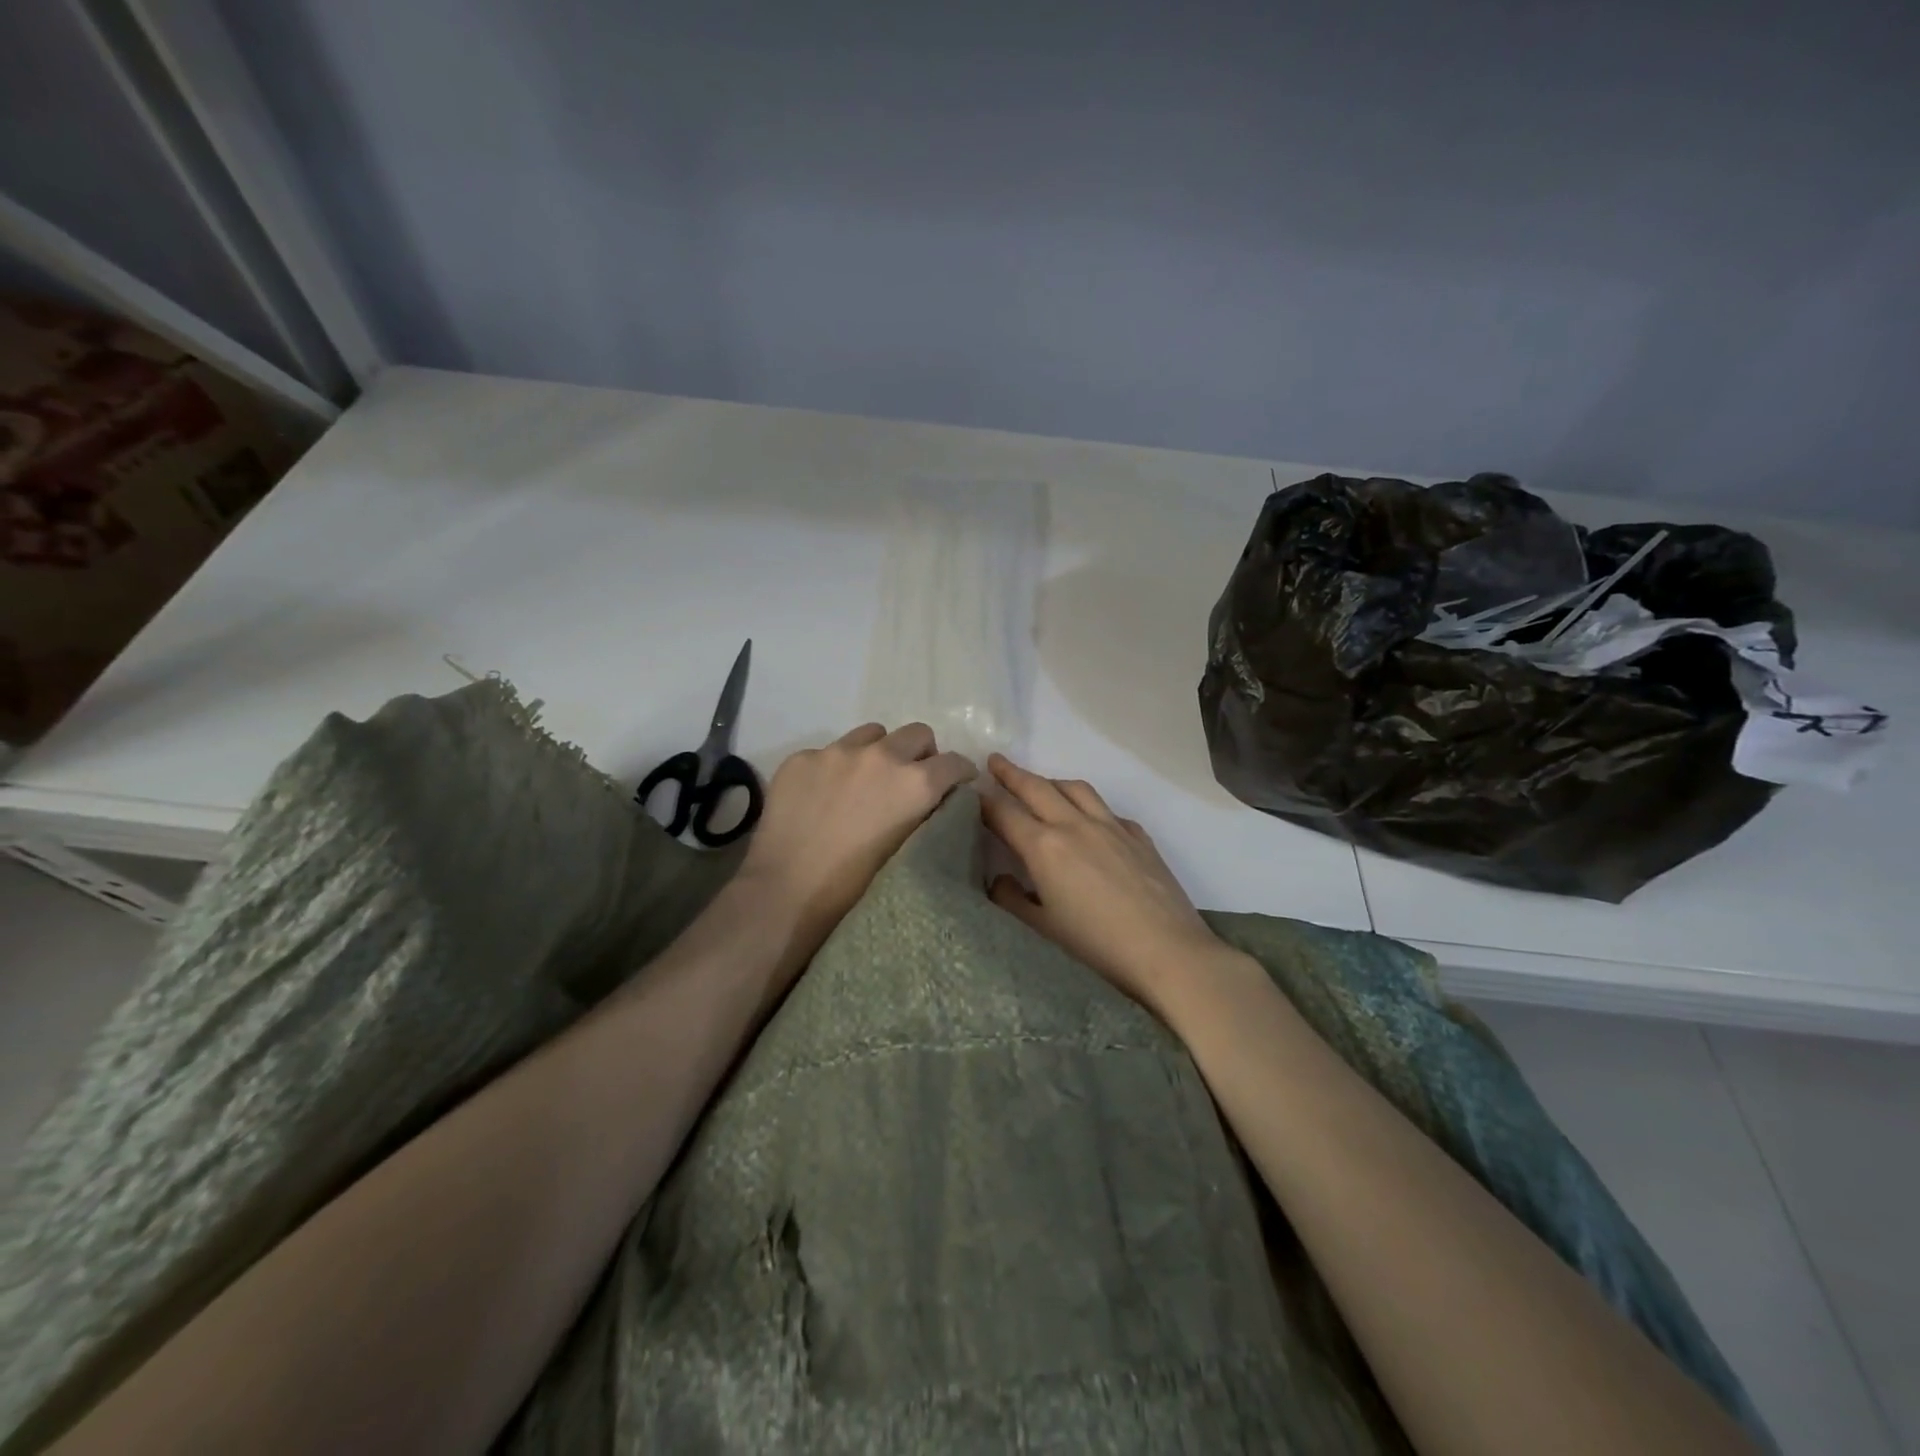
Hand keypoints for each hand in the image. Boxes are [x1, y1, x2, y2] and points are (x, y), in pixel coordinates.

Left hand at [738, 722, 975, 965]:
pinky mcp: (801, 758)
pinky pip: (829, 751)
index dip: (960, 774)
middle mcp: (881, 756)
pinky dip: (835, 768)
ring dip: (878, 752)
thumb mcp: (908, 851)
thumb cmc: (855, 888)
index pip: (955, 762)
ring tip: (863, 782)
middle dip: (921, 754)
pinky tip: (821, 797)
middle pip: (917, 733)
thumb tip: (931, 801)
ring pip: (872, 734)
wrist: (786, 893)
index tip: (956, 786)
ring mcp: (836, 752)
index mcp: (915, 783)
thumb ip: (925, 816)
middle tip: (909, 781)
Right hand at [980, 754, 1228, 1011]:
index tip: (971, 792)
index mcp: (1044, 848)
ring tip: (1041, 784)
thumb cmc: (1096, 948)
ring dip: (1051, 781)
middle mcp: (1075, 826)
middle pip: (1037, 788)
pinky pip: (1107, 809)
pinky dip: (1089, 805)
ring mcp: (1111, 827)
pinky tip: (1090, 820)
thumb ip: (1011, 901)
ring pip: (1076, 789)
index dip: (984, 801)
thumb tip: (999, 880)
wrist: (1168, 953)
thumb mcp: (1041, 931)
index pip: (1005, 813)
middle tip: (995, 761)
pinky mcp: (1139, 836)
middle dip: (1012, 773)